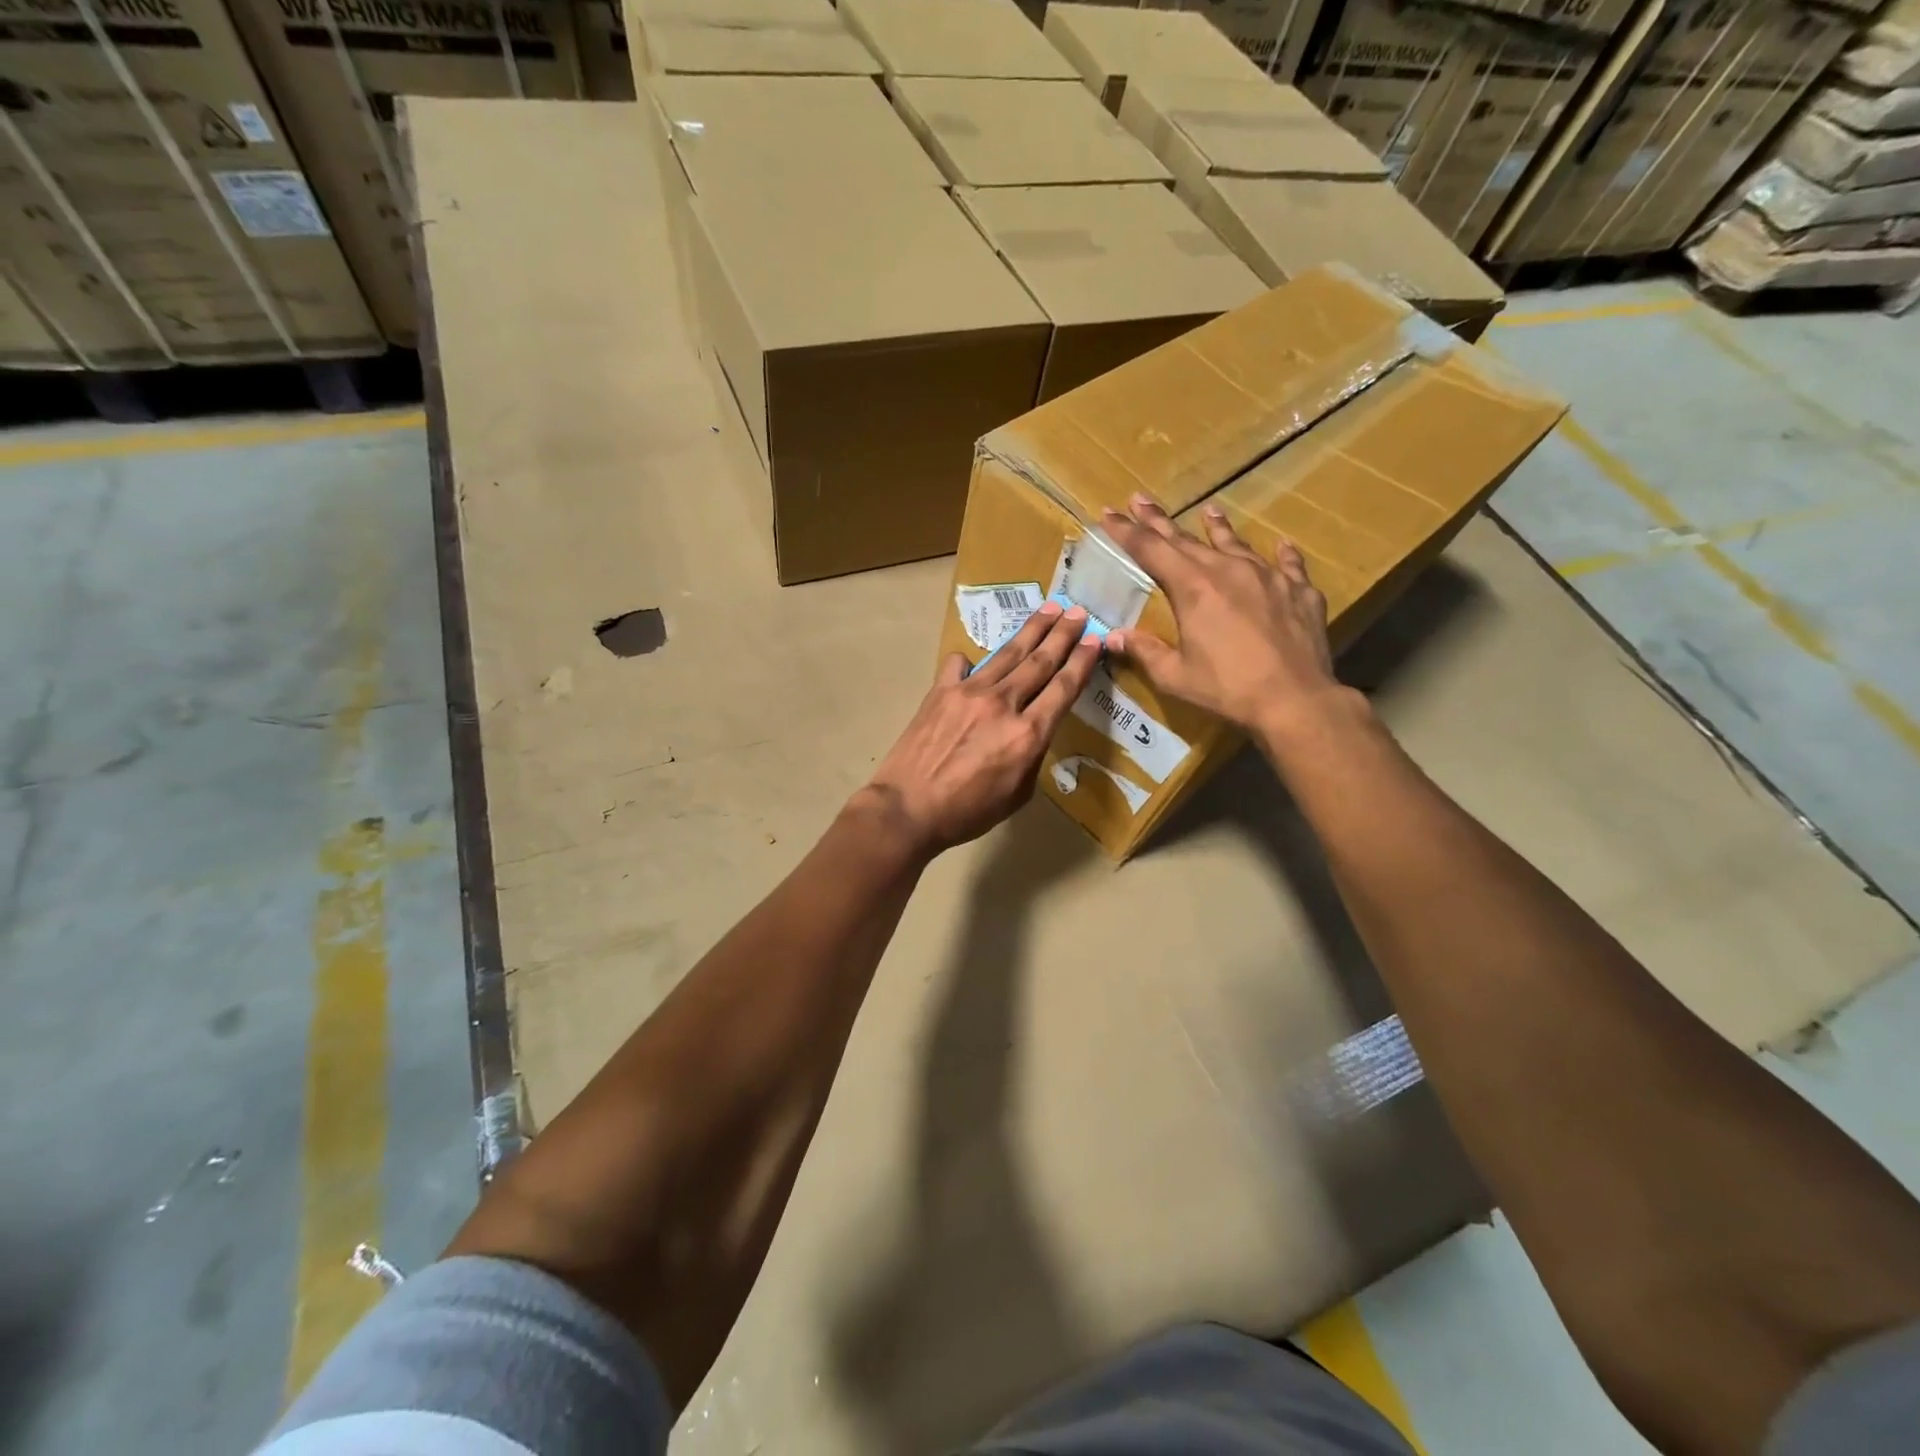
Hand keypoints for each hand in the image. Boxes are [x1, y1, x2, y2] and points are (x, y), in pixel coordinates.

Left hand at [859, 602, 1101, 856]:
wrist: (907, 808)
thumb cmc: (967, 812)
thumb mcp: (1017, 795)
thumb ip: (1032, 755)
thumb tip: (1031, 729)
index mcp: (1028, 734)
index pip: (1063, 688)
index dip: (1082, 661)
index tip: (1095, 639)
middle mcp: (1003, 704)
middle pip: (1040, 661)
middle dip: (1062, 634)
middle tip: (1077, 611)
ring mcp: (969, 692)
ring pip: (1007, 654)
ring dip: (1031, 630)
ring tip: (1048, 609)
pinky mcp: (940, 691)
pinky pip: (959, 665)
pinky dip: (970, 660)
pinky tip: (973, 657)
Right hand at [1100, 494, 1358, 747]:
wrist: (1295, 700)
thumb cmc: (1227, 689)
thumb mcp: (1175, 675)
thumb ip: (1144, 651)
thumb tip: (1113, 637)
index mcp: (1193, 588)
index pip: (1151, 550)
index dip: (1126, 531)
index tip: (1109, 512)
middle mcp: (1228, 570)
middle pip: (1187, 539)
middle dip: (1159, 520)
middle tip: (1140, 499)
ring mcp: (1268, 576)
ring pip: (1236, 543)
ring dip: (1218, 526)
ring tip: (1208, 508)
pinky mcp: (1299, 591)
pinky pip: (1287, 564)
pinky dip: (1281, 554)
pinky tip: (1281, 545)